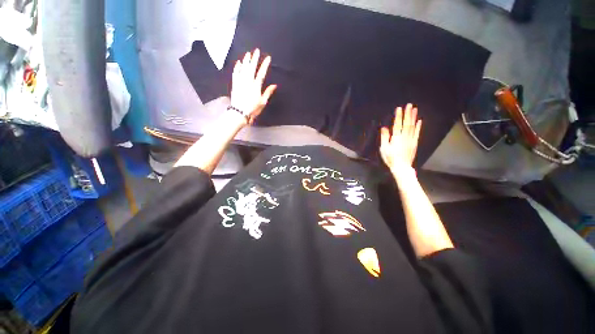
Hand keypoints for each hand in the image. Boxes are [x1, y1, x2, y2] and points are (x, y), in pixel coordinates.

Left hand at [230, 49, 276, 124]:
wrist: (239, 112)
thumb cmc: (253, 109)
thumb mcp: (263, 102)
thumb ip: (268, 92)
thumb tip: (275, 85)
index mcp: (256, 86)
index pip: (261, 73)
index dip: (265, 65)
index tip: (268, 58)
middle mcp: (248, 81)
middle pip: (251, 68)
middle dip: (254, 58)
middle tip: (256, 50)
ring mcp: (240, 82)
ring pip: (243, 68)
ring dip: (246, 60)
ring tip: (248, 53)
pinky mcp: (235, 84)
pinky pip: (235, 73)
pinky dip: (237, 67)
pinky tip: (239, 63)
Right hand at [380, 103, 421, 171]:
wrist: (402, 167)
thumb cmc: (390, 158)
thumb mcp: (384, 148)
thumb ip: (384, 137)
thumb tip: (384, 127)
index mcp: (396, 138)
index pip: (397, 125)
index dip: (398, 116)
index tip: (399, 108)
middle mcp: (405, 137)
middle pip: (407, 123)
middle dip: (408, 114)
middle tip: (409, 105)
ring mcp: (411, 139)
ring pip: (413, 126)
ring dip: (413, 117)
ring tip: (415, 109)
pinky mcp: (414, 143)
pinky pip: (417, 133)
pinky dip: (418, 126)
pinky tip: (419, 121)